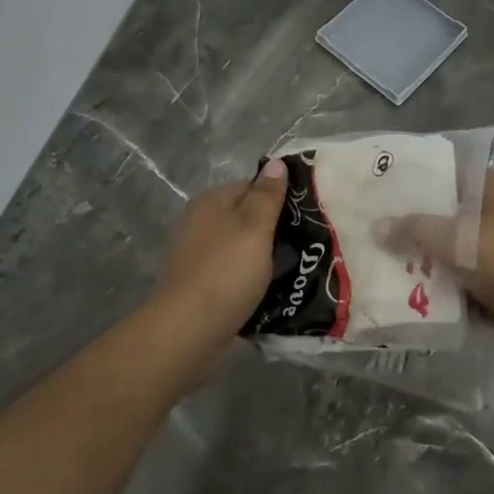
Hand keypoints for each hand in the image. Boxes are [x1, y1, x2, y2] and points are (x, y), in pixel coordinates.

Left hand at [146, 159, 288, 351]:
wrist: (187, 332)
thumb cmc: (225, 272)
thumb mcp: (254, 227)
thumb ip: (267, 195)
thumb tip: (276, 162)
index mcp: (212, 202)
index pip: (252, 186)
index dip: (280, 197)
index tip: (307, 214)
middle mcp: (201, 223)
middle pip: (246, 217)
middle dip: (274, 230)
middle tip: (306, 243)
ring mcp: (199, 256)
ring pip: (242, 248)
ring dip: (264, 258)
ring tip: (296, 268)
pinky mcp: (201, 287)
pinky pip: (234, 275)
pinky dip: (251, 281)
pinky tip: (271, 292)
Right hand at [382, 174, 493, 375]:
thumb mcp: (461, 239)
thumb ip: (416, 231)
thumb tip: (378, 225)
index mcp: (492, 192)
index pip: (446, 176)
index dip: (414, 182)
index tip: (379, 191)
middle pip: (445, 220)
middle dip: (411, 231)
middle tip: (369, 236)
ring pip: (452, 259)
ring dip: (424, 269)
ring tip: (378, 271)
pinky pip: (463, 292)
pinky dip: (442, 298)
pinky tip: (406, 305)